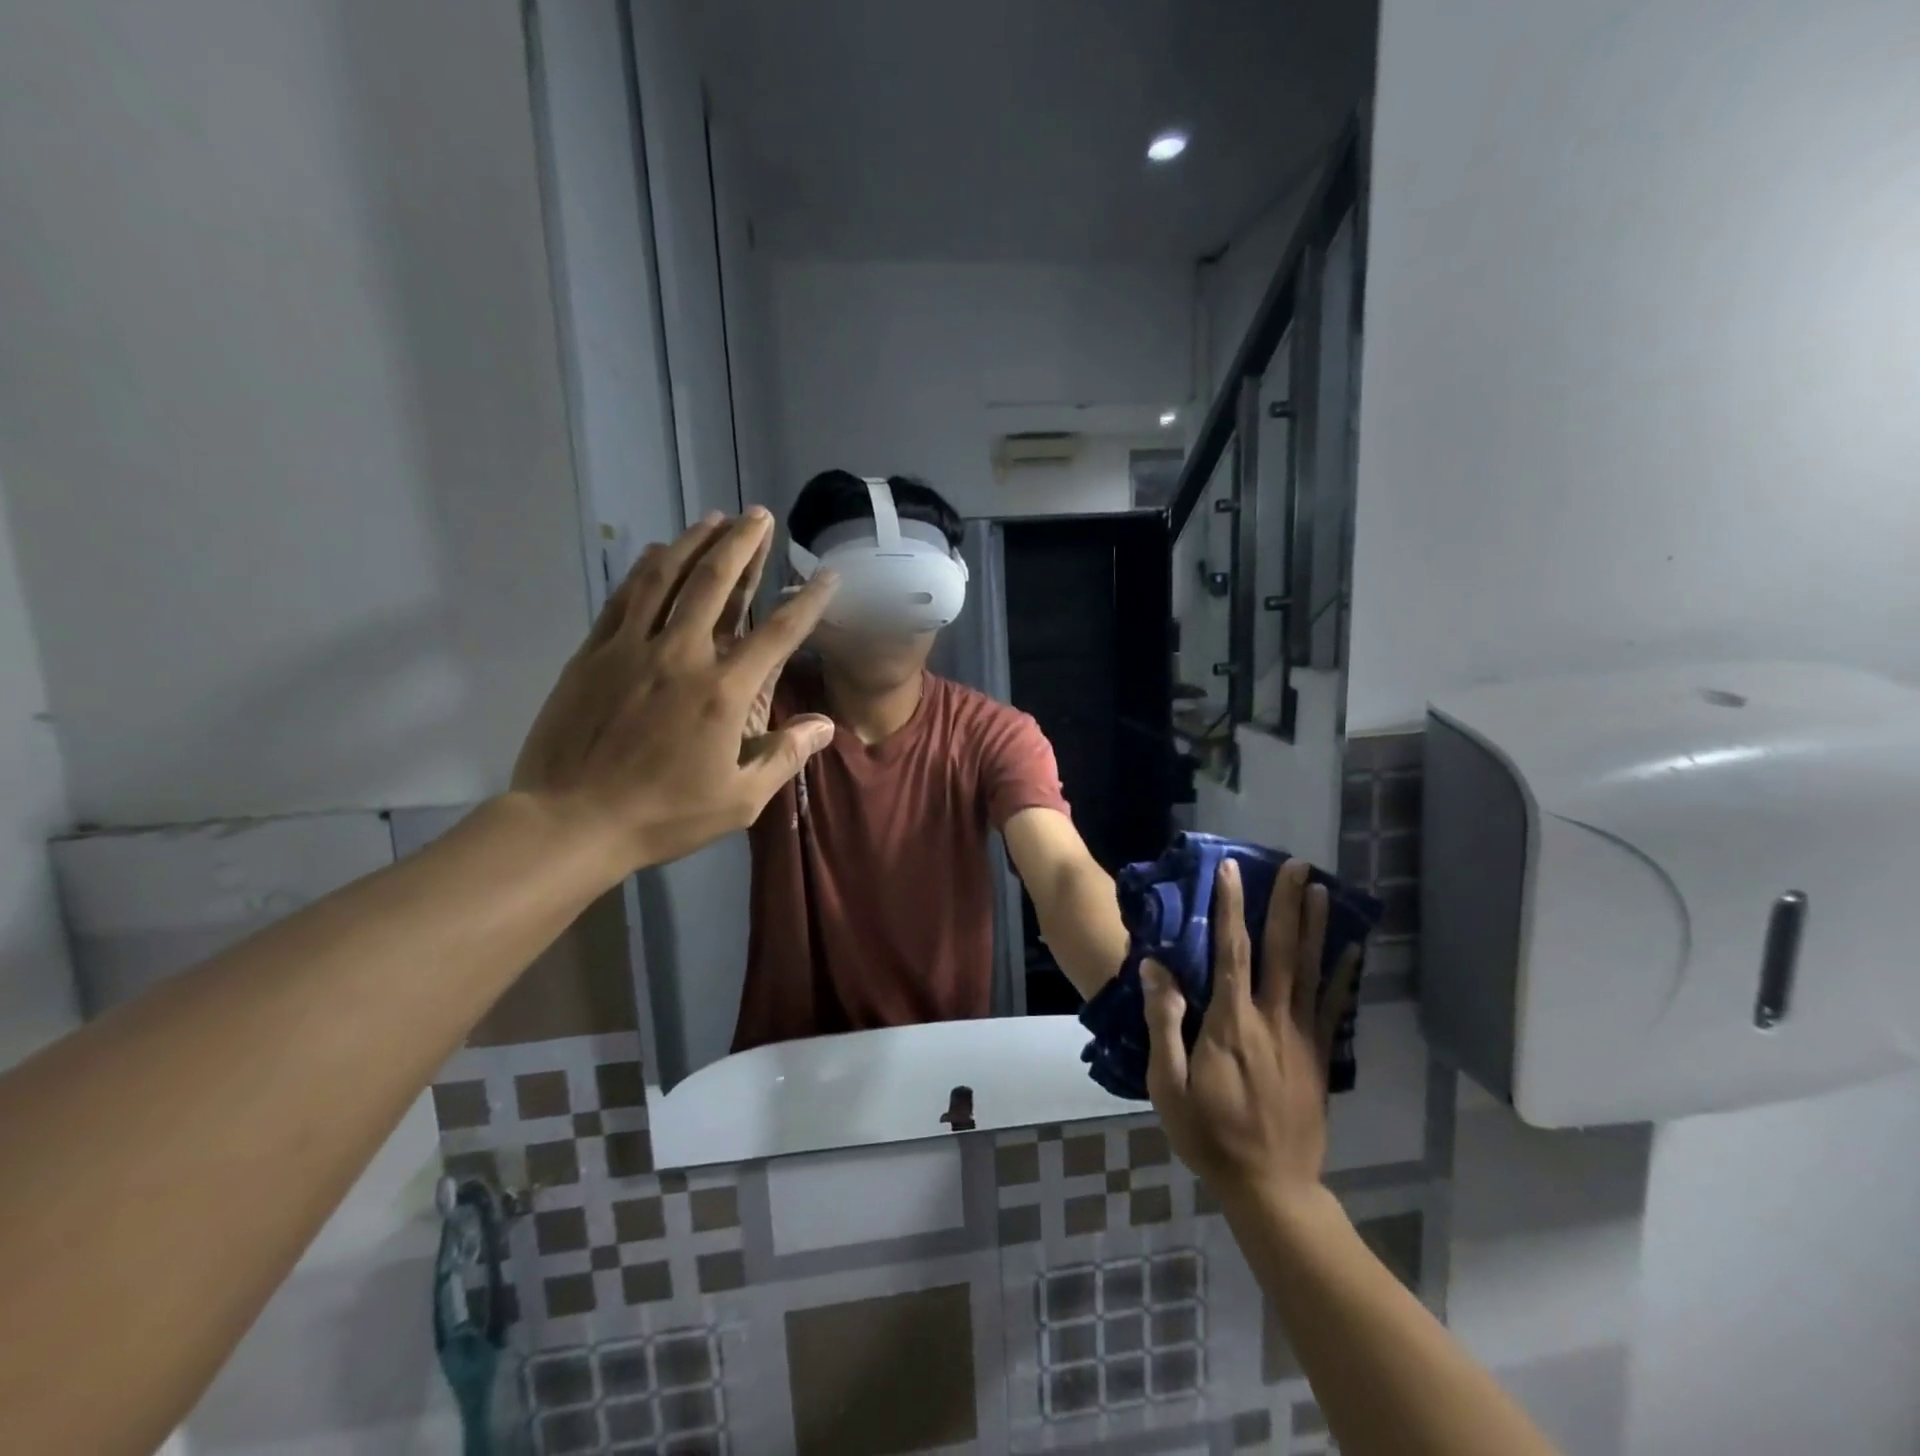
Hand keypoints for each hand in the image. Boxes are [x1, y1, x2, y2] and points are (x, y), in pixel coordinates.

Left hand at [511, 509, 837, 873]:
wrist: (572, 821)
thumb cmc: (664, 815)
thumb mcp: (740, 800)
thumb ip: (785, 755)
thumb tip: (826, 723)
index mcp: (723, 692)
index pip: (777, 633)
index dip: (807, 601)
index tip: (826, 575)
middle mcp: (681, 656)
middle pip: (716, 583)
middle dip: (743, 543)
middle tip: (759, 515)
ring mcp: (631, 649)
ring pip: (667, 578)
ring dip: (694, 542)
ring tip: (714, 517)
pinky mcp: (593, 654)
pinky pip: (624, 598)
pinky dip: (645, 570)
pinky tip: (658, 552)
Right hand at [1142, 858, 1359, 1208]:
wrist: (1270, 1187)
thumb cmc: (1208, 1133)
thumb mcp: (1167, 1083)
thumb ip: (1164, 1023)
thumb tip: (1158, 969)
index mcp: (1231, 1023)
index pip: (1231, 951)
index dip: (1231, 907)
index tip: (1232, 869)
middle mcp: (1272, 1019)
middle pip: (1280, 950)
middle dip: (1286, 904)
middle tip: (1296, 865)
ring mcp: (1302, 1037)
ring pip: (1310, 970)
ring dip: (1316, 927)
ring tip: (1322, 889)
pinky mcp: (1320, 1056)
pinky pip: (1334, 1007)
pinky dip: (1343, 975)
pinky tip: (1350, 950)